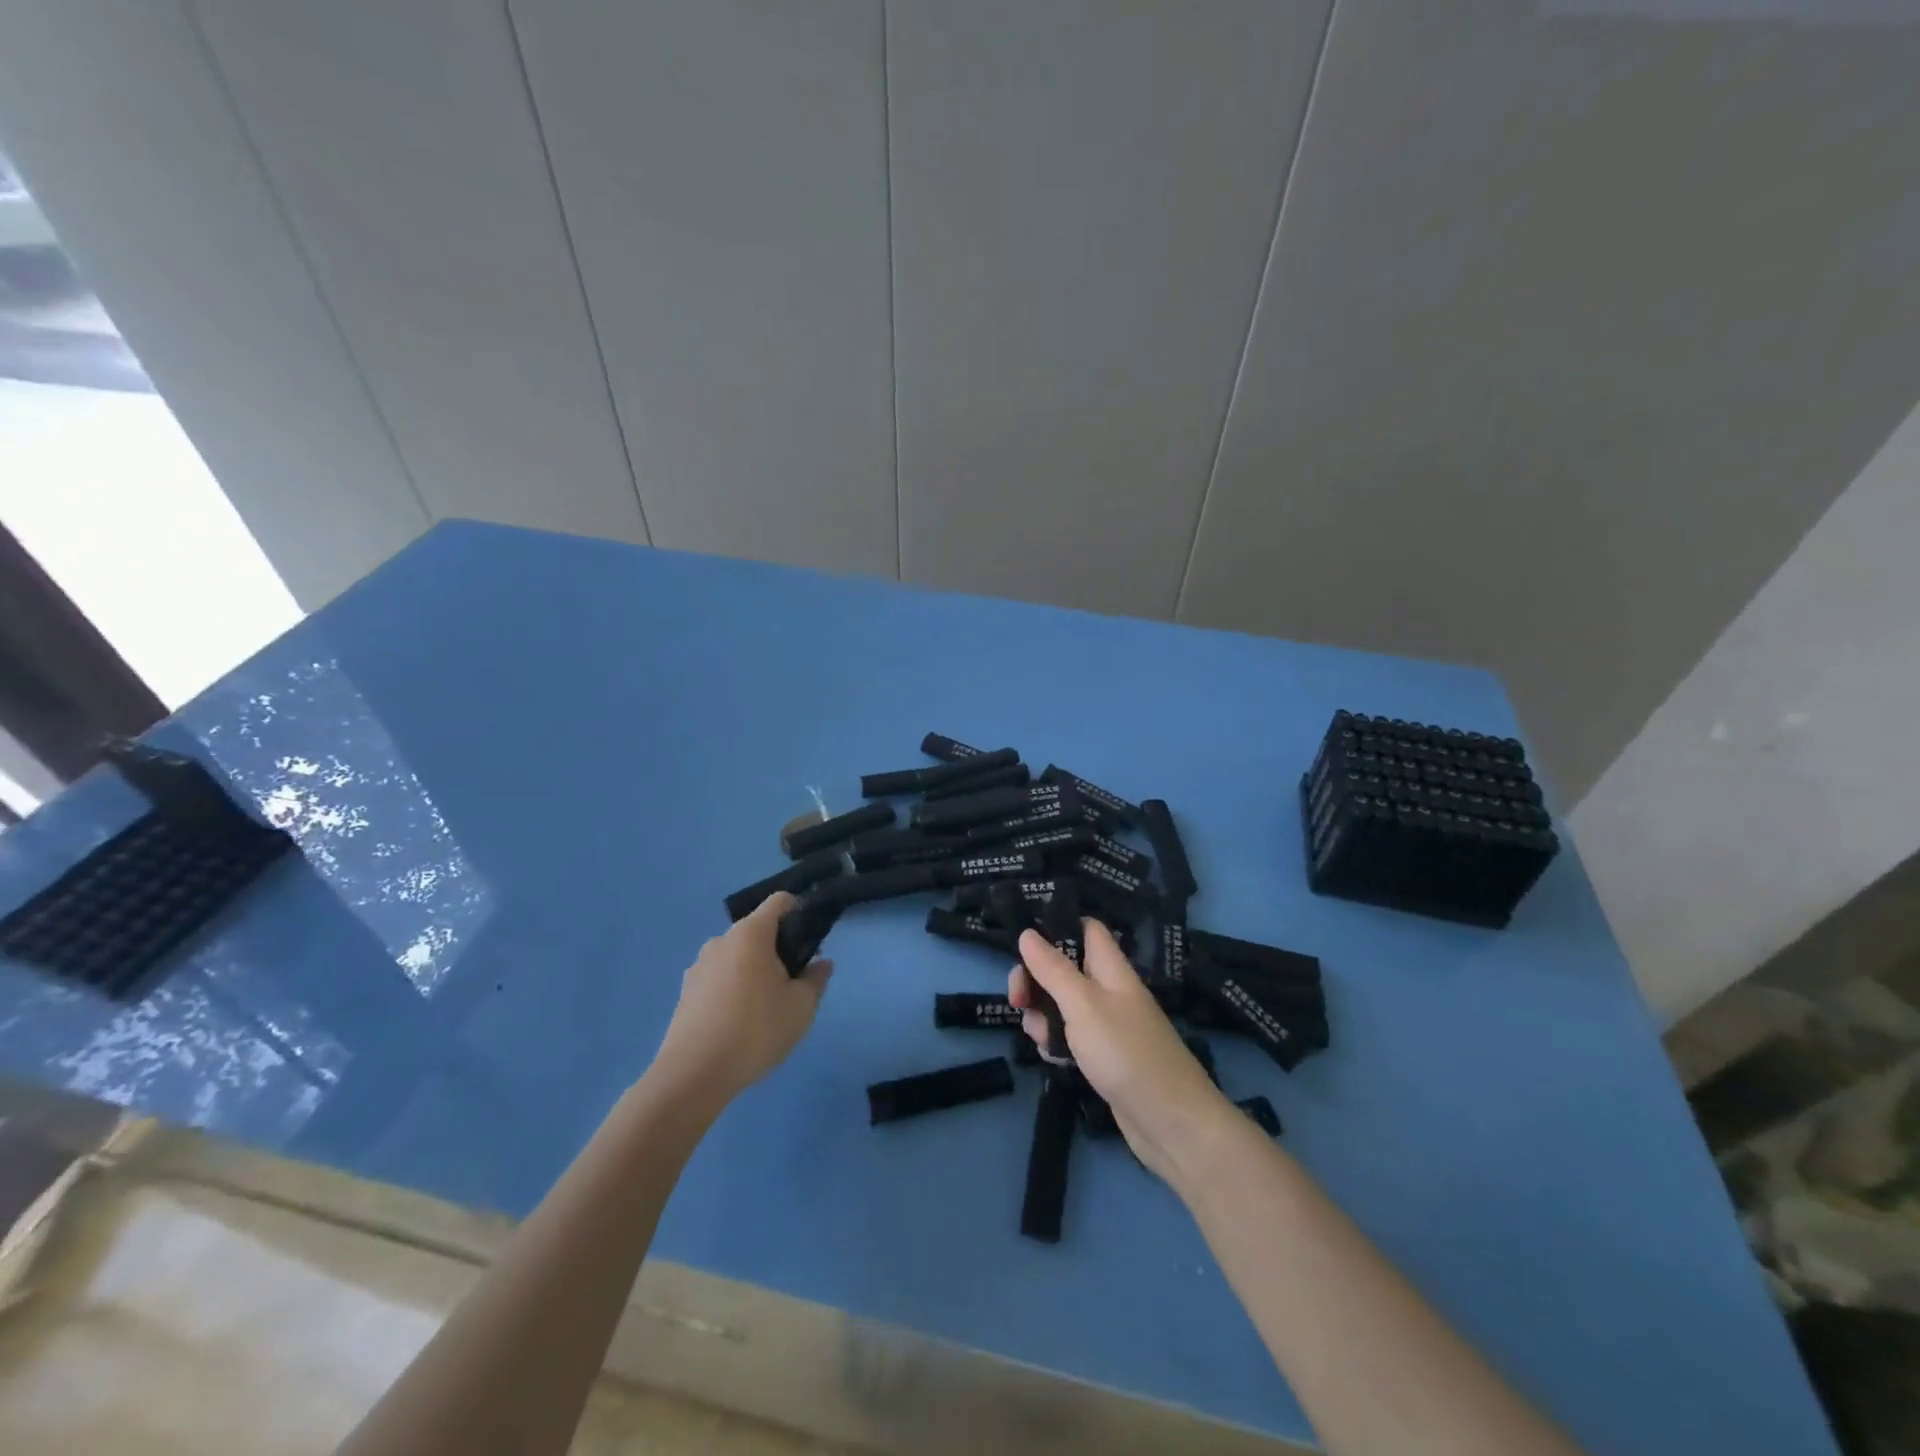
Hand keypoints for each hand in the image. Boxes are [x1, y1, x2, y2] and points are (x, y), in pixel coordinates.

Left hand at [653, 892, 832, 1102]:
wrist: (693, 1075)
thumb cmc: (755, 1030)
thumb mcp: (801, 1007)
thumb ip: (816, 980)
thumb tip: (822, 964)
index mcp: (751, 933)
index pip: (779, 901)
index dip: (799, 909)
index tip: (811, 937)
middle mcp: (722, 940)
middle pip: (757, 931)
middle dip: (778, 948)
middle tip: (793, 982)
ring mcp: (699, 966)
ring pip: (736, 956)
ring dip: (754, 970)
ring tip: (765, 1008)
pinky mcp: (686, 992)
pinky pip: (719, 978)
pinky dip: (733, 989)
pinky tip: (739, 1023)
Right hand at [1010, 920, 1231, 1182]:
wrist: (1171, 1123)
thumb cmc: (1125, 1052)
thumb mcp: (1082, 1004)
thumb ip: (1053, 969)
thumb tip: (1027, 932)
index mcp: (1111, 968)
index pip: (1086, 929)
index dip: (1058, 926)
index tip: (1025, 941)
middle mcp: (1110, 991)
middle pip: (1066, 968)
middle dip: (1036, 979)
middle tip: (1017, 999)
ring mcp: (1109, 1025)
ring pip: (1064, 1005)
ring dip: (1043, 1015)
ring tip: (1039, 1037)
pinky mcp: (1105, 1056)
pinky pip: (1072, 1037)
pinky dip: (1057, 1043)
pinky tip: (1052, 1058)